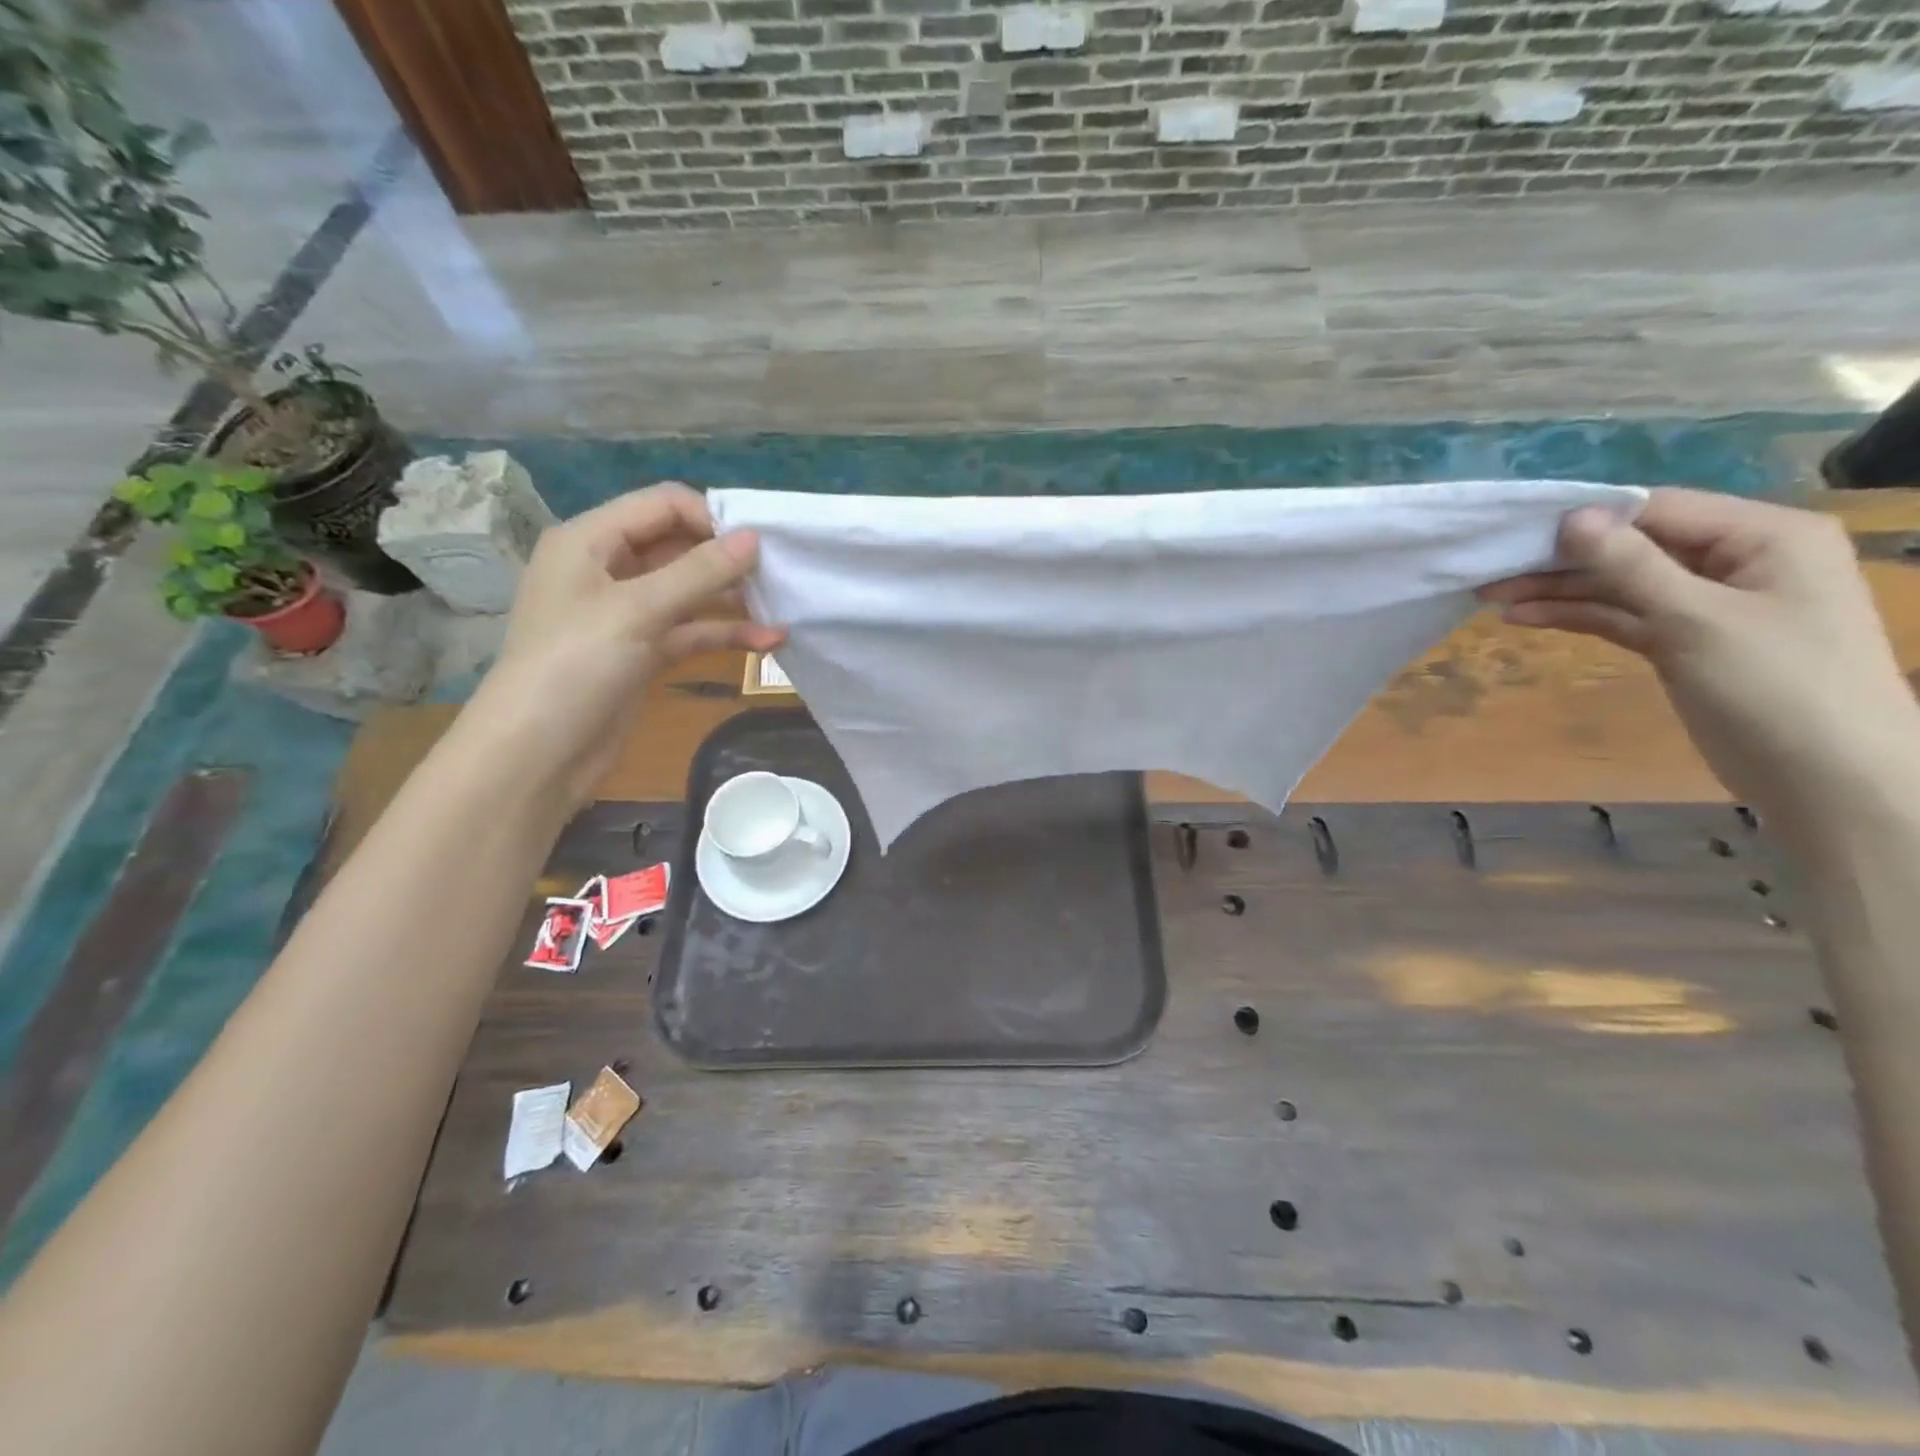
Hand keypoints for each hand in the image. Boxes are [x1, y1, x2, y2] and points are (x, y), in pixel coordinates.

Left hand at [460, 484, 784, 809]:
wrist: (538, 754)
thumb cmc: (576, 666)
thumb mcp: (638, 611)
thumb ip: (699, 572)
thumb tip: (754, 538)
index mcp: (590, 540)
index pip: (661, 505)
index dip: (710, 518)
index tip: (756, 546)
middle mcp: (606, 569)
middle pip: (678, 546)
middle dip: (726, 559)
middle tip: (777, 575)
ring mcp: (626, 614)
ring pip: (689, 592)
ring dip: (732, 598)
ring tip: (781, 606)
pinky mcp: (643, 652)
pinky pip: (690, 631)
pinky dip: (724, 634)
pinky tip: (768, 641)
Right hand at [1479, 487, 1919, 844]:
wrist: (1825, 777)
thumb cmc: (1776, 685)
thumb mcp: (1696, 619)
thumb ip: (1631, 566)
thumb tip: (1572, 517)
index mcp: (1764, 535)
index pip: (1658, 509)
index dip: (1587, 518)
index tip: (1516, 532)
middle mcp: (1738, 559)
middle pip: (1633, 547)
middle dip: (1562, 559)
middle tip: (1490, 570)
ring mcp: (1709, 603)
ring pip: (1620, 584)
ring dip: (1560, 589)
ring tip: (1491, 596)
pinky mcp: (1685, 641)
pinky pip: (1623, 616)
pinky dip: (1577, 616)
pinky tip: (1527, 617)